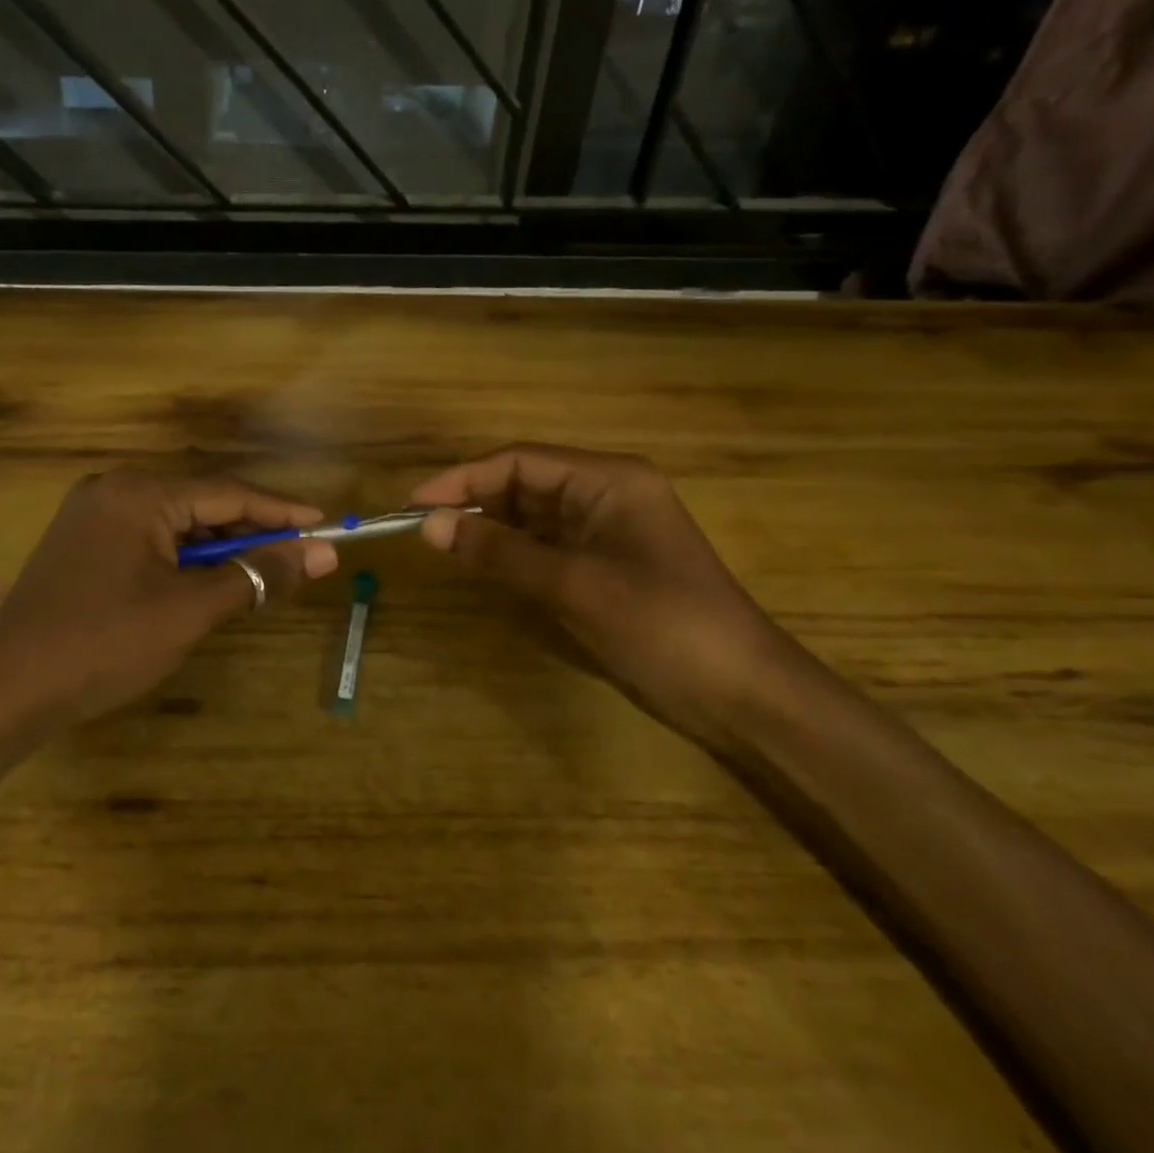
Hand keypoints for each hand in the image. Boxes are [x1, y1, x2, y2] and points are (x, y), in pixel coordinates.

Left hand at [0, 470, 339, 728]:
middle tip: (297, 559)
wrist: (6, 691)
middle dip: (251, 533)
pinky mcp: (82, 545)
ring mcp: (92, 517)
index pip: (228, 493)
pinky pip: (150, 541)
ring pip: (176, 525)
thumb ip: (257, 575)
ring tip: (259, 577)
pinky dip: (185, 560)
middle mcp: (113, 490)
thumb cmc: (105, 644)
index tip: (325, 524)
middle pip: (202, 504)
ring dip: (219, 550)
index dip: (281, 511)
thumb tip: (322, 553)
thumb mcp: (191, 609)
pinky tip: (206, 584)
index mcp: (139, 493)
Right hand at [411, 444, 791, 741]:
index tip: (414, 504)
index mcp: (609, 480)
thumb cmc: (661, 624)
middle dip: (475, 502)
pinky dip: (514, 552)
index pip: (521, 461)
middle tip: (423, 529)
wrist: (739, 691)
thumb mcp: (572, 584)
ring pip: (534, 515)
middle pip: (526, 483)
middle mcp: (607, 493)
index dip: (463, 479)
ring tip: (443, 546)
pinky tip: (484, 564)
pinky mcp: (606, 563)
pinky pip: (548, 545)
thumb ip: (499, 551)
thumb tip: (429, 526)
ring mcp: (608, 530)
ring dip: (491, 527)